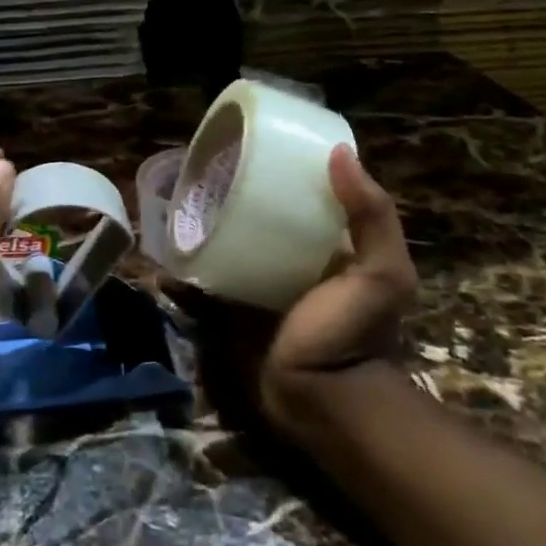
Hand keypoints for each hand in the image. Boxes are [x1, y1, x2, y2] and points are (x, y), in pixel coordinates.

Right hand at [177, 144, 415, 438]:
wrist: (320, 401)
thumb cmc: (352, 333)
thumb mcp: (381, 274)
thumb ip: (373, 218)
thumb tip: (337, 151)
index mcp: (326, 245)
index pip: (302, 197)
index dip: (284, 170)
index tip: (255, 143)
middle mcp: (289, 259)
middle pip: (257, 217)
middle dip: (233, 196)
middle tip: (204, 170)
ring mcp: (255, 284)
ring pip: (226, 245)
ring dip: (203, 228)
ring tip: (176, 201)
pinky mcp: (228, 308)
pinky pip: (202, 282)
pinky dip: (184, 270)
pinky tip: (164, 251)